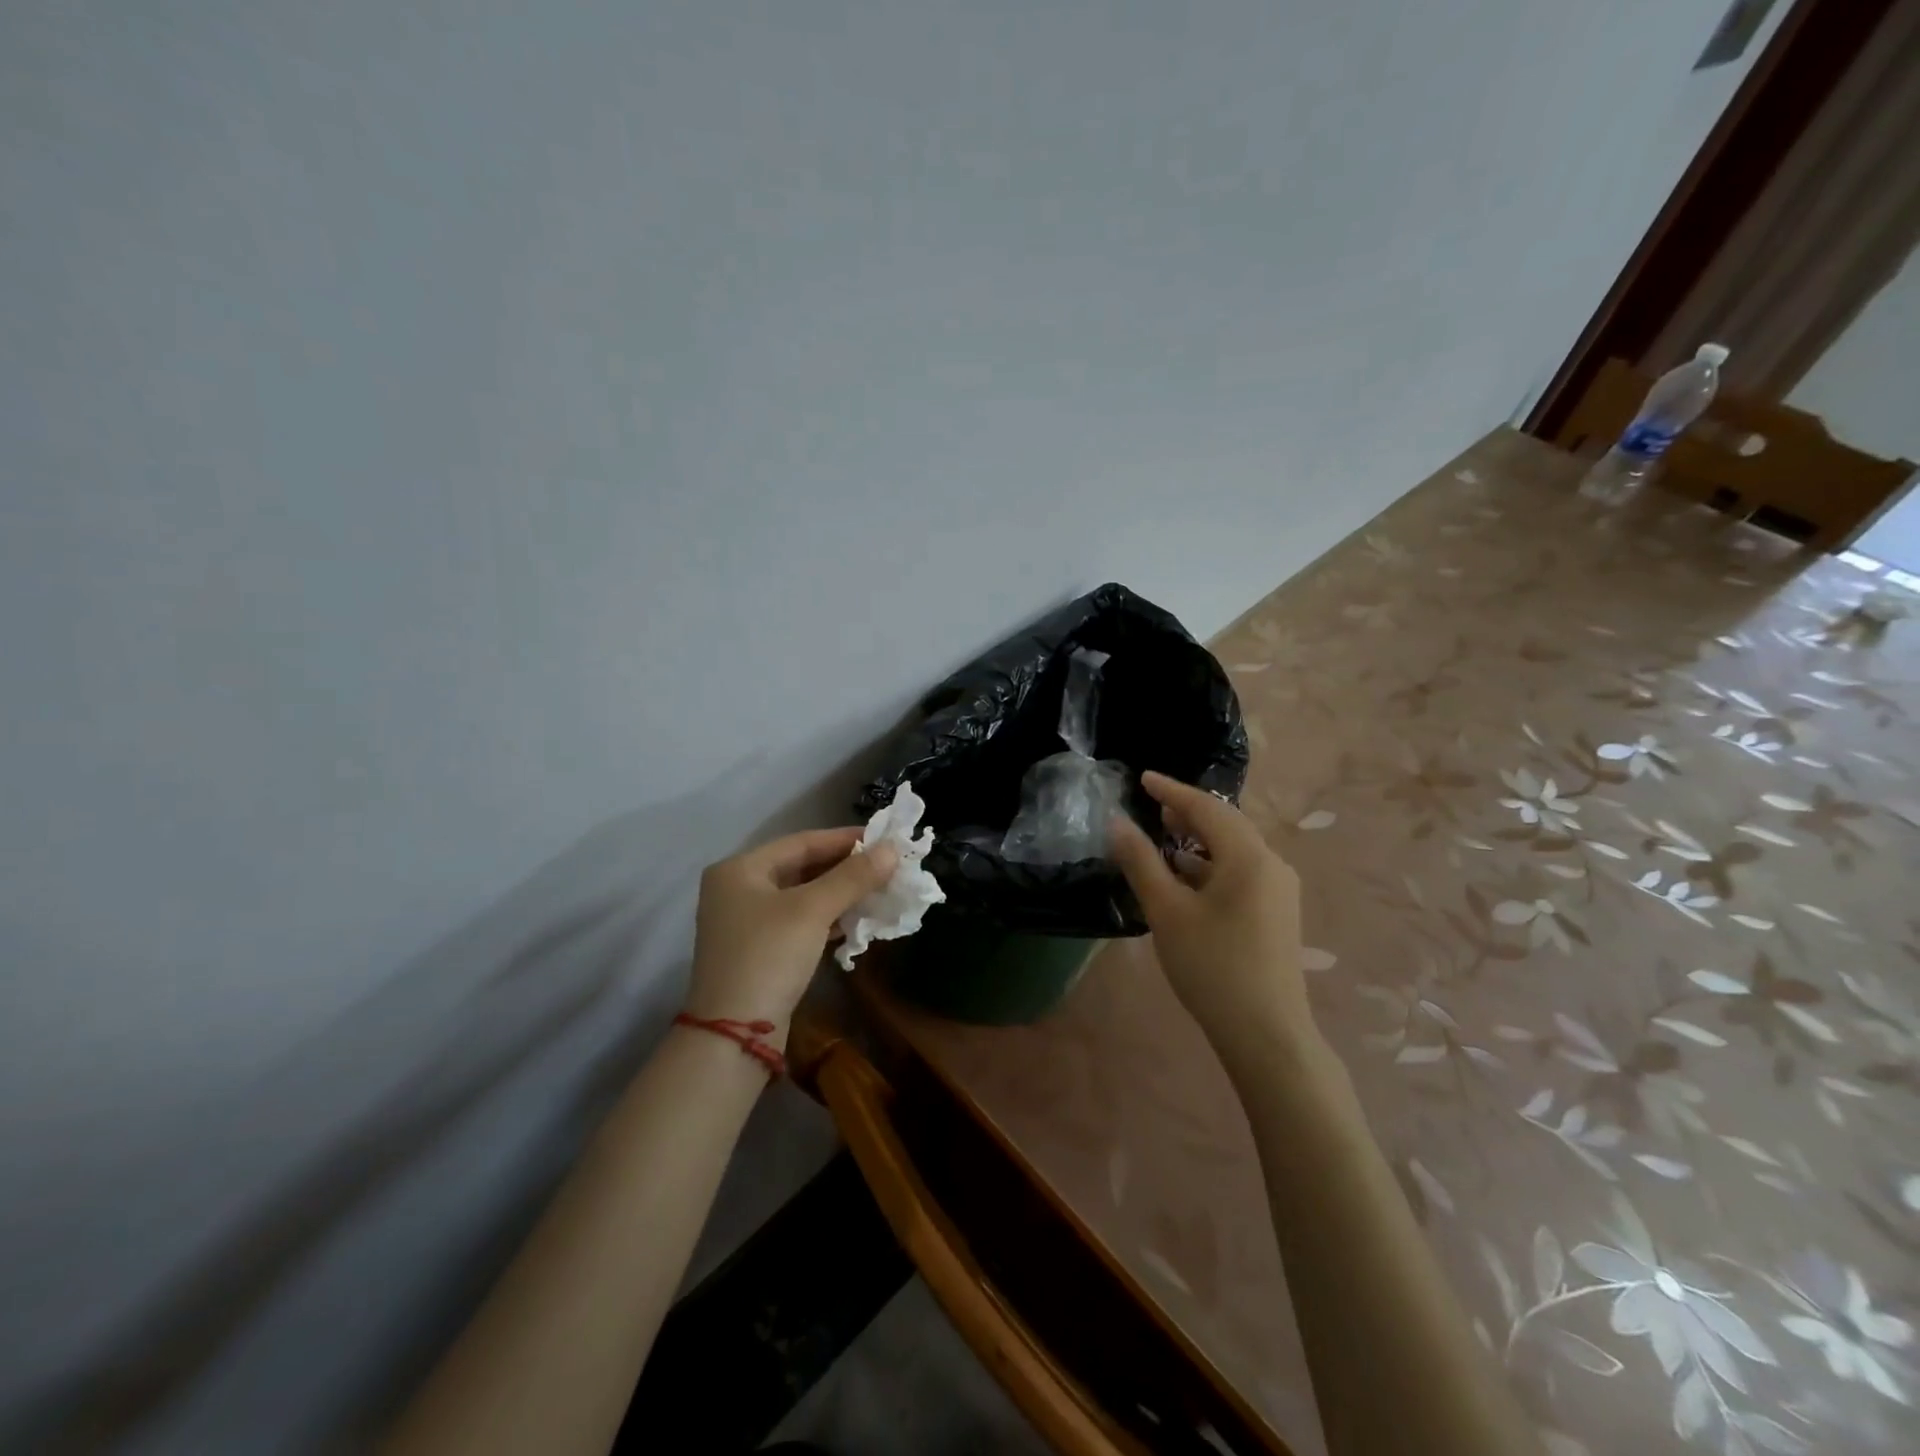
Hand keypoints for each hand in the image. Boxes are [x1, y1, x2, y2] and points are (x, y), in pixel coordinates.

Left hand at [686, 828, 897, 1043]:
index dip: (845, 839)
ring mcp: (746, 923)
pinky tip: (857, 921)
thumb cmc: (769, 956)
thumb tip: (892, 849)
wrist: (734, 1035)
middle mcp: (738, 889)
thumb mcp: (813, 910)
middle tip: (887, 866)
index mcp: (740, 868)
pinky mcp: (758, 951)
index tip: (884, 839)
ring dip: (840, 894)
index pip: (802, 842)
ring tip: (880, 891)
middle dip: (846, 868)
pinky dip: (828, 918)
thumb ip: (853, 876)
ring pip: (802, 896)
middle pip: (802, 868)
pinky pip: (799, 922)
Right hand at [1110, 772, 1315, 1063]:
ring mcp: (1279, 890)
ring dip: (1200, 839)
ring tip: (1165, 835)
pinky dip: (1211, 864)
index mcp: (1249, 857)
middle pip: (1226, 825)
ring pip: (1234, 849)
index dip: (1171, 791)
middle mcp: (1271, 865)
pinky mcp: (1277, 912)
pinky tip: (1188, 877)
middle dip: (1188, 812)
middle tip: (1153, 804)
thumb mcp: (1167, 911)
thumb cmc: (1212, 967)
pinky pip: (1241, 871)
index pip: (1206, 809)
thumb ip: (1141, 862)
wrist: (1267, 1034)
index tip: (1143, 778)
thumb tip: (1117, 823)